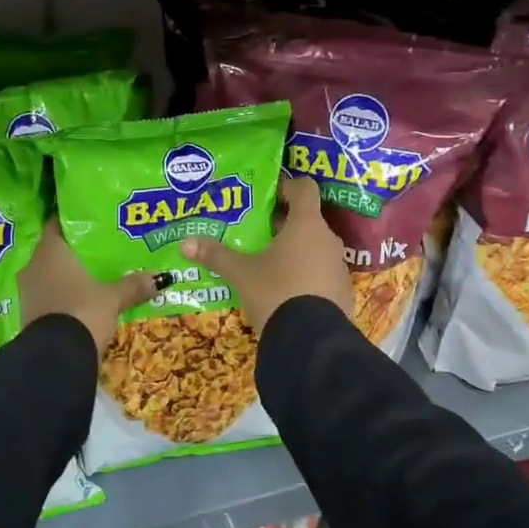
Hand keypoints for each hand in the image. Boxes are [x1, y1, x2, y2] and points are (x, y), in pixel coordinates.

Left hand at [19, 220, 164, 354]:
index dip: (74, 221)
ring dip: (68, 276)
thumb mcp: (113, 298)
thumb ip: (133, 285)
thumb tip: (160, 277)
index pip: (58, 224)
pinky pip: (48, 295)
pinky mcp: (28, 314)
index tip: (93, 222)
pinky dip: (63, 295)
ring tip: (94, 276)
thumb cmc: (83, 311)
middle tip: (100, 250)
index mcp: (51, 250)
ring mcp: (28, 291)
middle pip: (55, 250)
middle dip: (76, 252)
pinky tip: (81, 300)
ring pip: (50, 274)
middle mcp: (34, 265)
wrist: (55, 357)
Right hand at [180, 176, 353, 332]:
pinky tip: (286, 291)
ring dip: (296, 251)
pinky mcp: (343, 292)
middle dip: (284, 224)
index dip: (286, 186)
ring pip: (316, 248)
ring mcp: (339, 267)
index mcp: (306, 225)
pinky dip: (306, 275)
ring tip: (269, 263)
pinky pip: (322, 273)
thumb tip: (185, 243)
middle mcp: (328, 239)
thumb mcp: (241, 274)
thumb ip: (216, 255)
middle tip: (258, 232)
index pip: (304, 188)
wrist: (311, 341)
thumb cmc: (275, 293)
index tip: (267, 195)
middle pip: (308, 220)